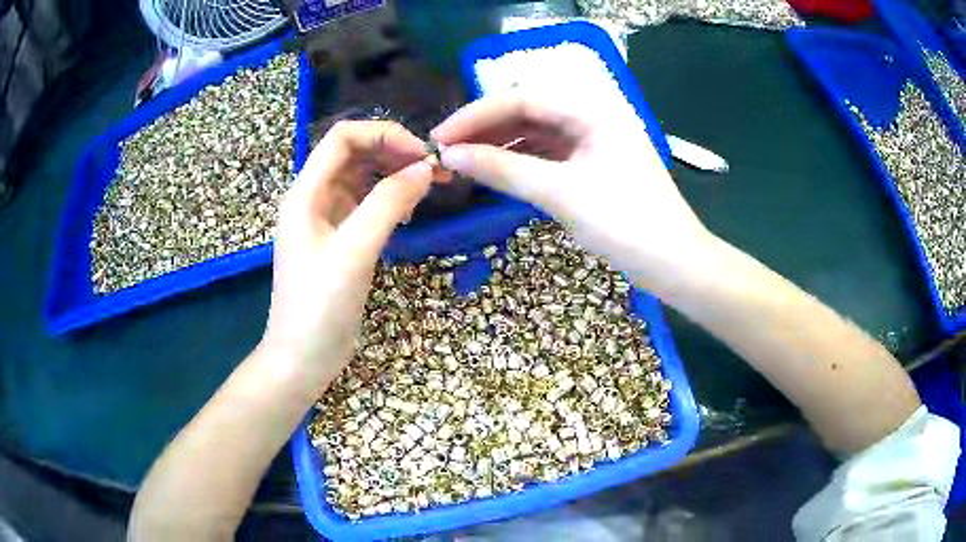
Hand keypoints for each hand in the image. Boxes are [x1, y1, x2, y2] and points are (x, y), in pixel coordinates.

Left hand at [261, 121, 434, 388]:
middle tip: (436, 170)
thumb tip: (425, 168)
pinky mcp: (338, 240)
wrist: (302, 358)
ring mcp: (326, 220)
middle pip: (354, 154)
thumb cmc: (319, 307)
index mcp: (306, 193)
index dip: (384, 135)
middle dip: (394, 152)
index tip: (422, 156)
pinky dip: (389, 200)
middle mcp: (313, 198)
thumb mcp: (354, 252)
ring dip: (395, 175)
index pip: (343, 138)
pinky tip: (410, 211)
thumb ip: (388, 204)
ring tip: (430, 186)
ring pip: (362, 179)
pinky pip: (366, 205)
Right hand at [431, 90, 710, 293]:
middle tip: (447, 151)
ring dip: (501, 145)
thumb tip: (452, 155)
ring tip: (465, 162)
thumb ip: (503, 169)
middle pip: (528, 112)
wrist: (675, 263)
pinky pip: (550, 153)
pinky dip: (522, 160)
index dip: (476, 116)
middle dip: (486, 129)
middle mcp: (593, 116)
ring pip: (537, 132)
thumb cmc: (625, 224)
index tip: (440, 138)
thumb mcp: (560, 193)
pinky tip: (498, 171)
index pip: (522, 98)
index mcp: (592, 110)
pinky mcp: (595, 164)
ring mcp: (595, 140)